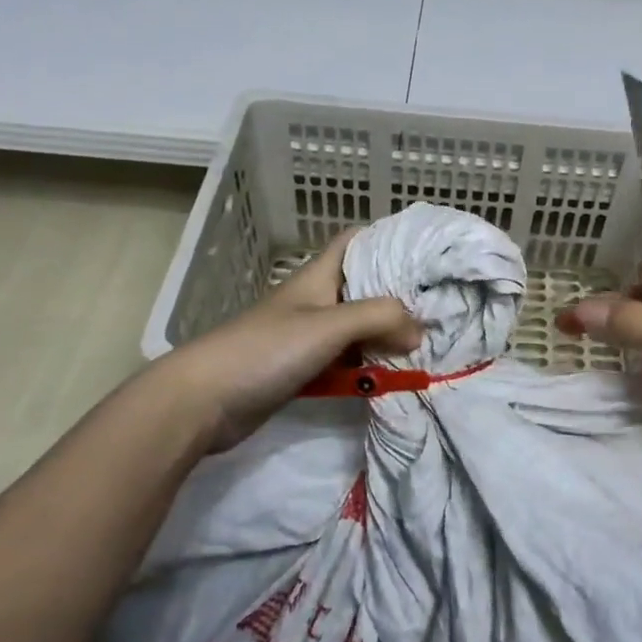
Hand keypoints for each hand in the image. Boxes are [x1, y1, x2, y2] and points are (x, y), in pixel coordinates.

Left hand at [158, 230, 419, 451]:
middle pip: (364, 287)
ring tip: (426, 343)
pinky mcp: (302, 369)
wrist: (203, 401)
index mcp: (319, 276)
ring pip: (357, 328)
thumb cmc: (266, 349)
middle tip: (438, 306)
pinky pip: (344, 361)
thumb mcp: (329, 326)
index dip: (390, 240)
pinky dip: (366, 366)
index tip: (427, 252)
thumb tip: (419, 329)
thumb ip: (379, 318)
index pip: (357, 241)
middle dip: (398, 295)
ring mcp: (307, 336)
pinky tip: (390, 376)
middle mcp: (316, 300)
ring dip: (385, 335)